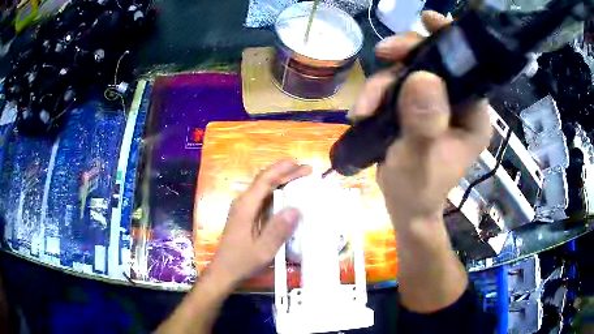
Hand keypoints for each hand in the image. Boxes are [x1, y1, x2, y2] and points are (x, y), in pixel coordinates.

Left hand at [207, 159, 311, 287]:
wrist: (224, 271)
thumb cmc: (242, 261)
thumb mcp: (263, 250)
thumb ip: (278, 230)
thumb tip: (296, 208)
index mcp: (245, 206)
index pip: (265, 180)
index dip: (283, 170)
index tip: (300, 164)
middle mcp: (243, 202)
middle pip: (264, 181)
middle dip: (285, 173)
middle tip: (307, 170)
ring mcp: (243, 208)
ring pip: (264, 188)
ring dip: (282, 181)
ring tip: (301, 179)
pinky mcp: (246, 216)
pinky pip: (263, 198)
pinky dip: (278, 193)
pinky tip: (289, 197)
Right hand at [350, 11, 491, 223]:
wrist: (404, 207)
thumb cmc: (418, 191)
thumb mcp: (420, 160)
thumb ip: (424, 122)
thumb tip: (422, 76)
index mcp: (473, 116)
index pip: (467, 68)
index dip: (449, 40)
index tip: (428, 19)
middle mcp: (459, 104)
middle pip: (435, 61)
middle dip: (406, 56)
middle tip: (382, 54)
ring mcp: (436, 104)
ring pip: (410, 70)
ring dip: (383, 81)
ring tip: (364, 108)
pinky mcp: (417, 106)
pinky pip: (397, 84)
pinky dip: (378, 91)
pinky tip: (364, 109)